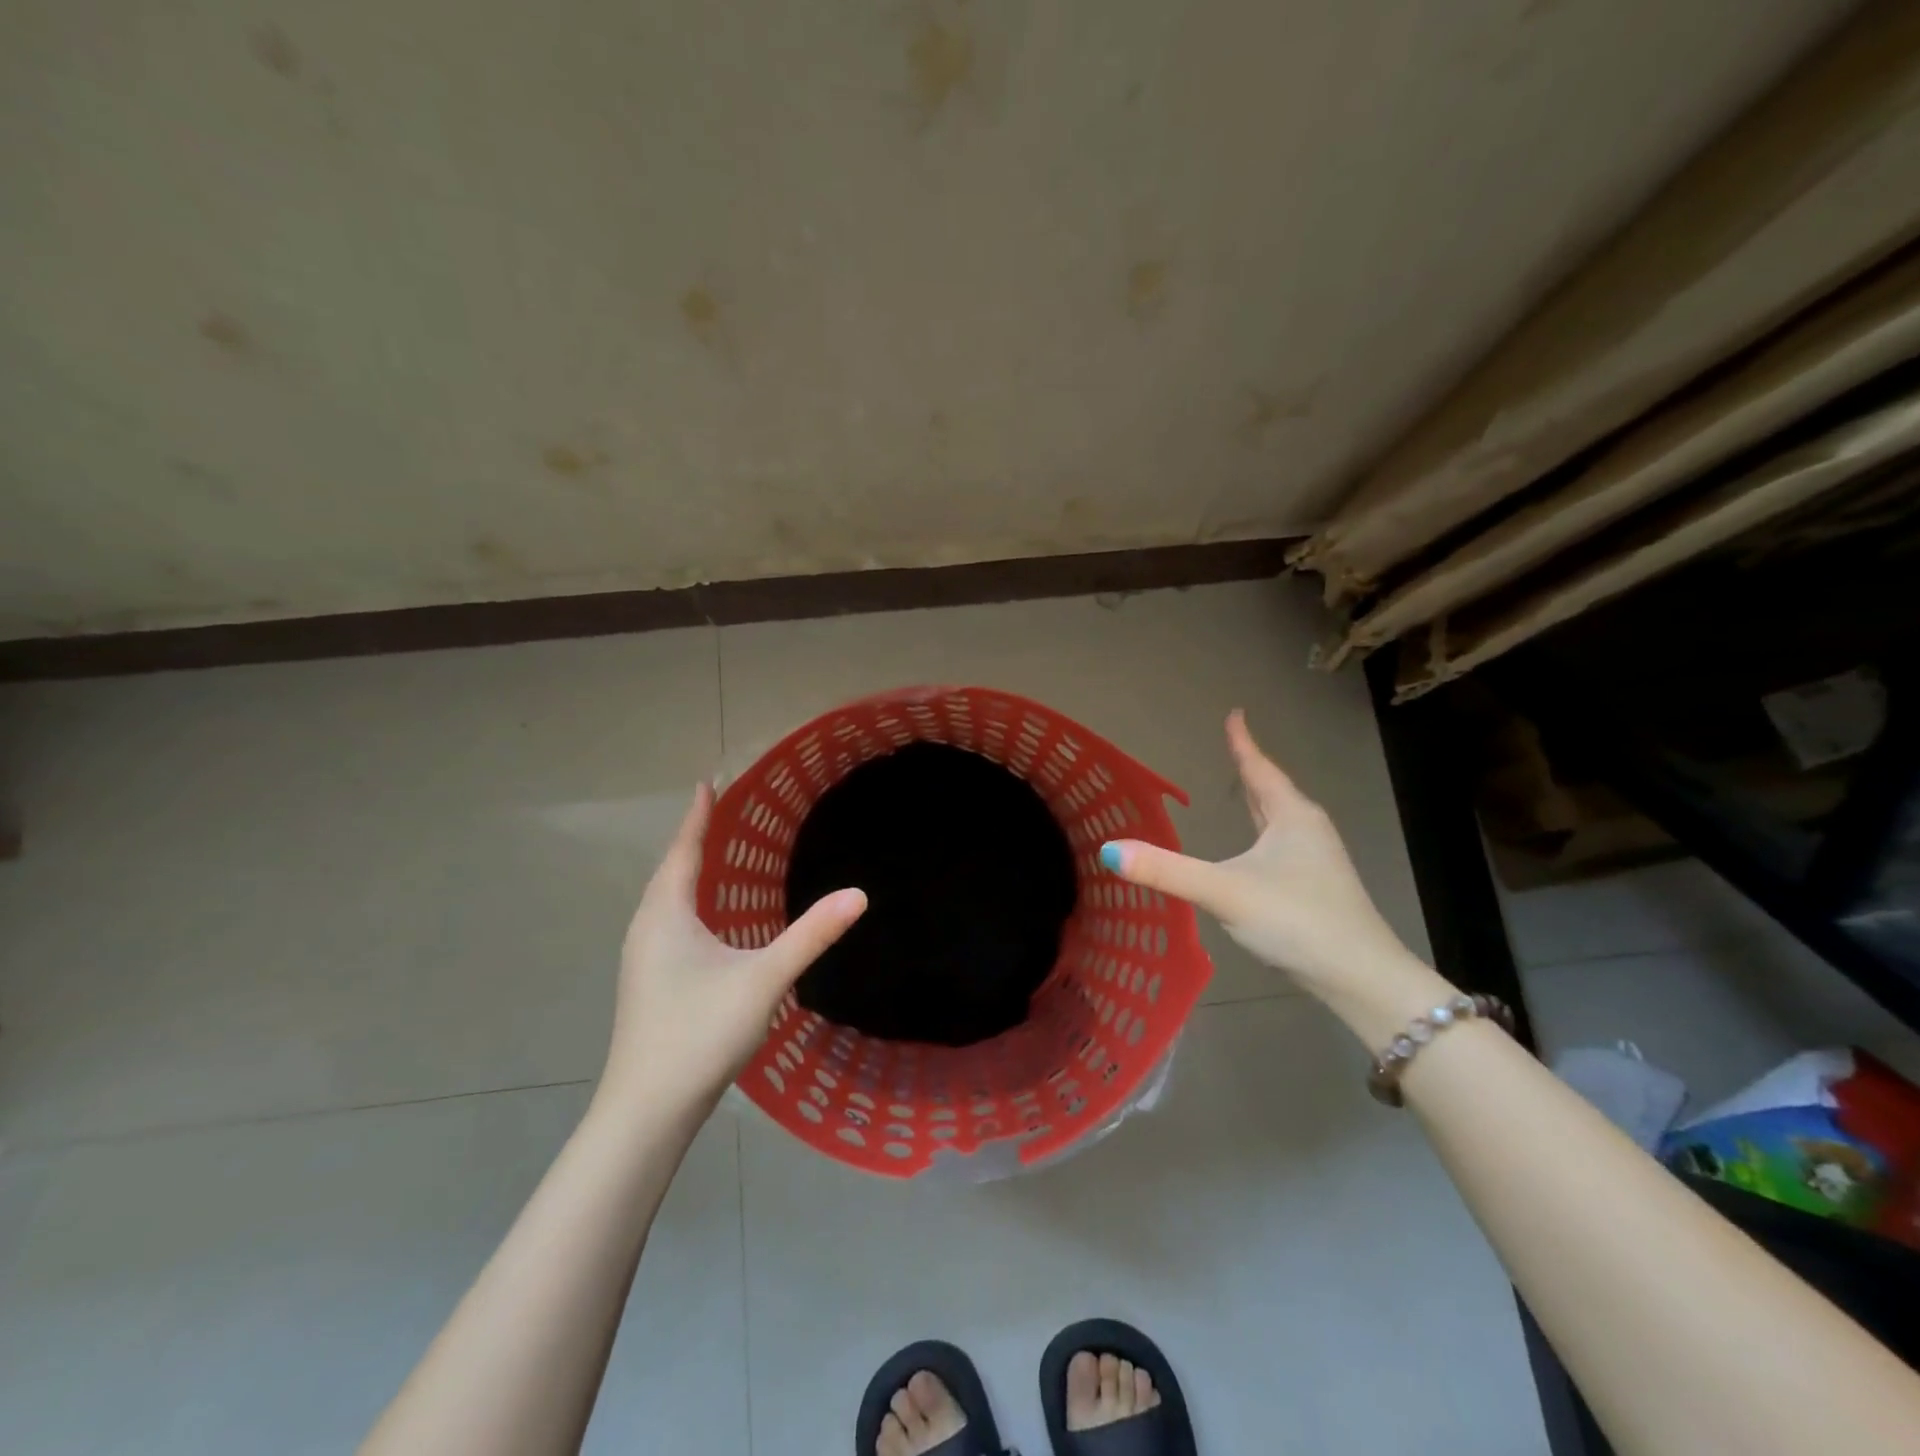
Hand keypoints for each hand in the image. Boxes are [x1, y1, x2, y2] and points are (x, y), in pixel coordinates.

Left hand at [600, 783, 865, 1115]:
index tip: (707, 783)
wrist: (648, 1109)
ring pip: (666, 902)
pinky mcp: (648, 984)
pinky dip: (688, 905)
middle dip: (693, 841)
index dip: (697, 816)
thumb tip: (858, 894)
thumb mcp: (764, 978)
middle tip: (719, 813)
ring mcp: (642, 960)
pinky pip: (668, 925)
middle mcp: (646, 929)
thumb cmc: (699, 1032)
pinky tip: (708, 924)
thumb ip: (811, 935)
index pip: (683, 851)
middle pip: (670, 873)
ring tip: (714, 858)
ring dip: (688, 874)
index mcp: (666, 915)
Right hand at [1100, 710, 1443, 1032]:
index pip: (1259, 768)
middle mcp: (1307, 831)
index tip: (1235, 713)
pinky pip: (1282, 847)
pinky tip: (1255, 853)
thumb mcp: (1223, 892)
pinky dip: (1263, 835)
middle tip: (1232, 747)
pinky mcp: (1316, 889)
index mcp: (1290, 817)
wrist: (1359, 978)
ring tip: (1241, 791)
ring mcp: (1316, 862)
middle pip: (1272, 791)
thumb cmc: (1295, 919)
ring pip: (1280, 821)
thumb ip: (1166, 871)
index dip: (1243, 742)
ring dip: (1259, 804)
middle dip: (1250, 771)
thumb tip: (1108, 851)